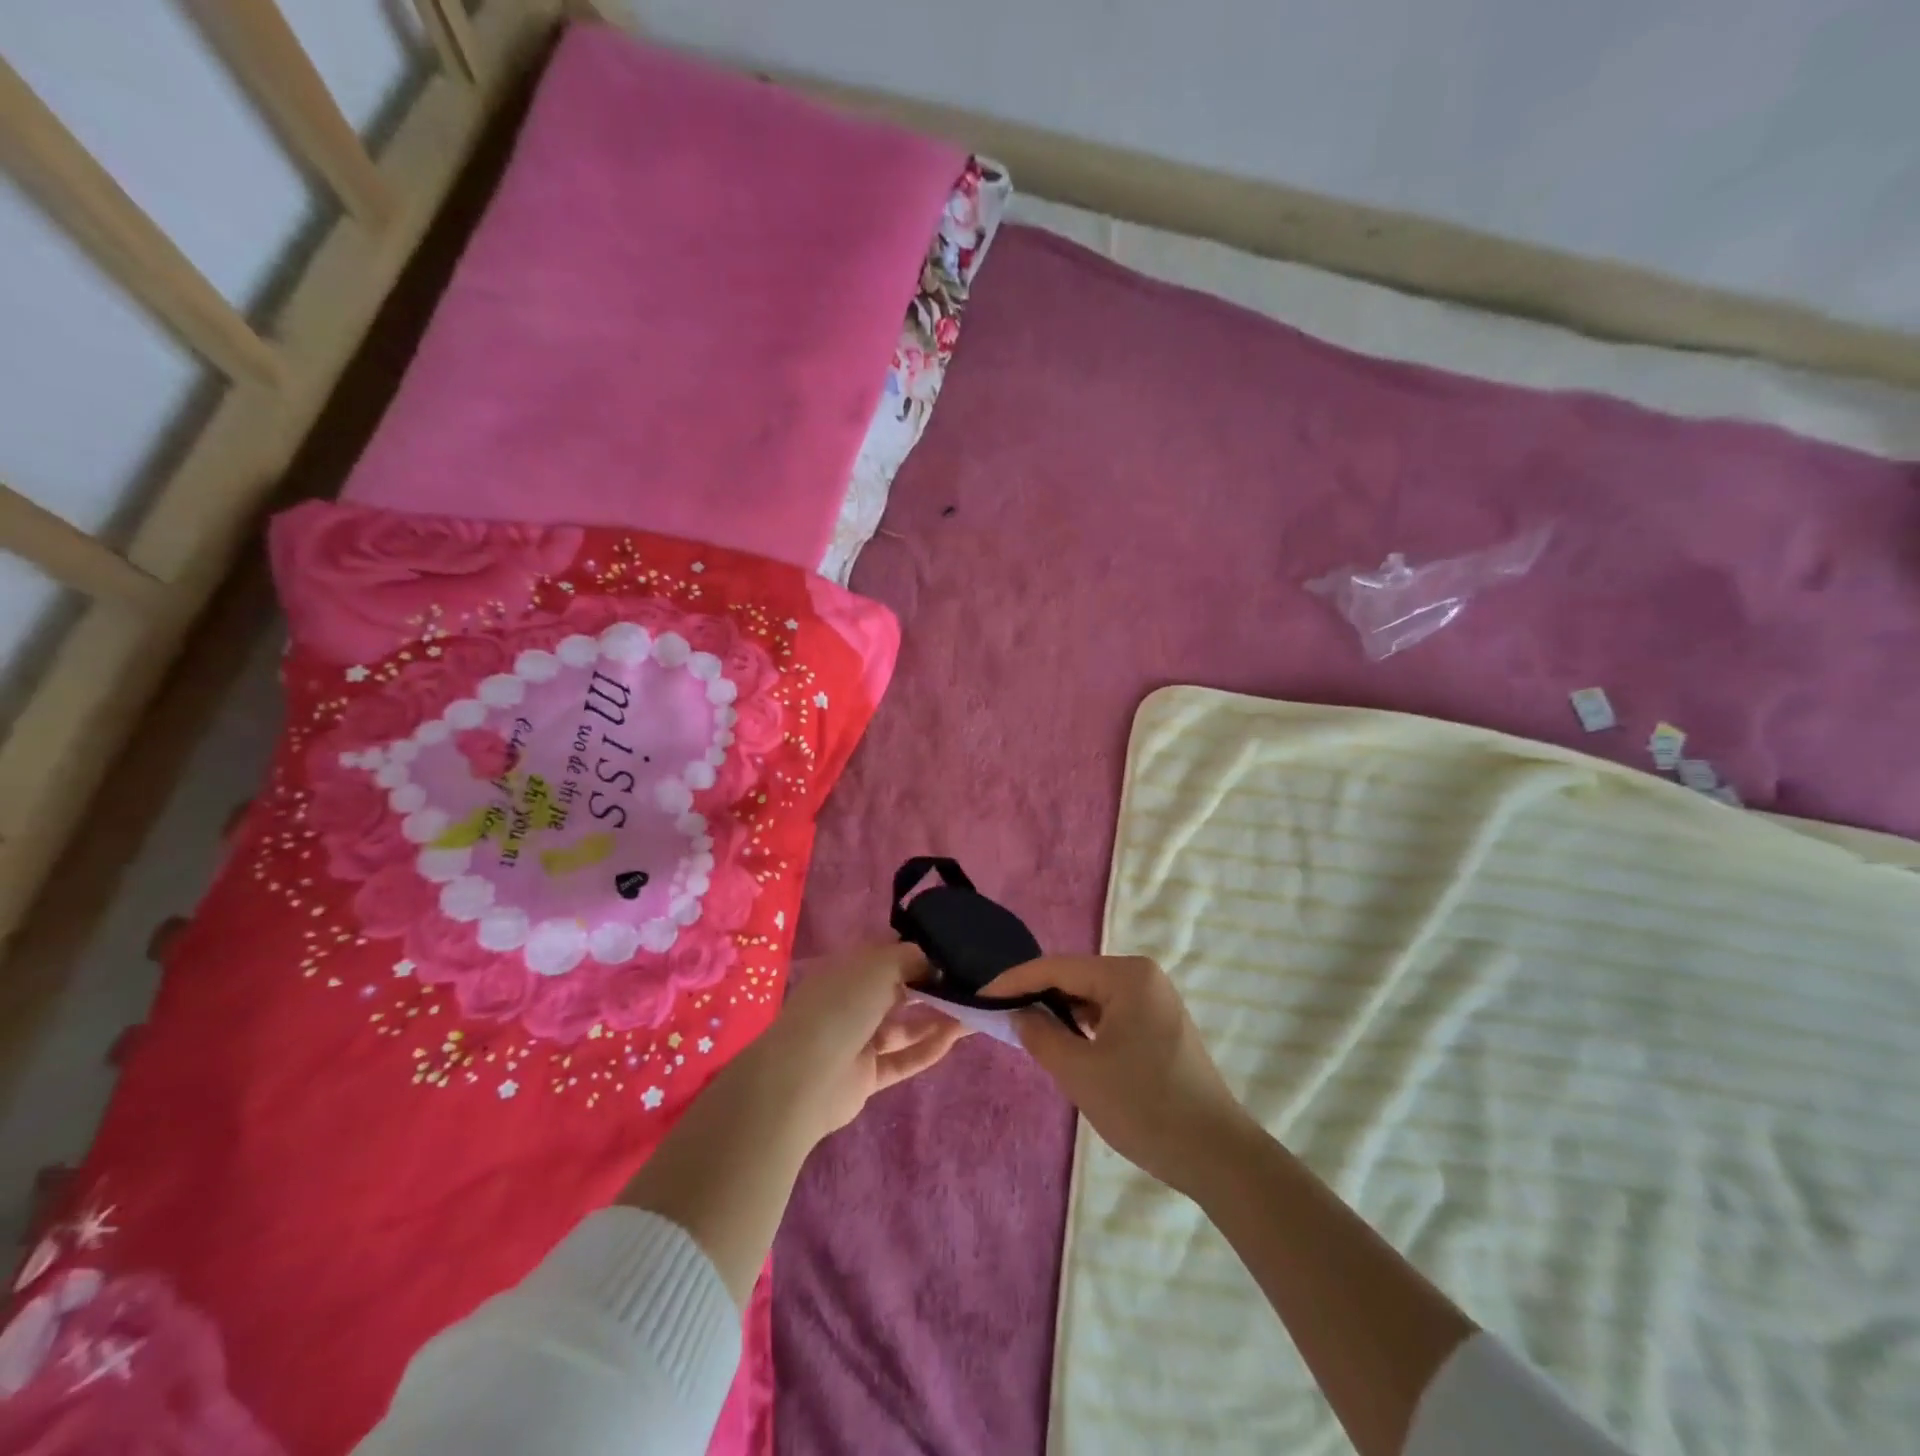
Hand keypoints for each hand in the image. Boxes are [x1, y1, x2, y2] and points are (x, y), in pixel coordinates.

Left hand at [728, 942, 966, 1147]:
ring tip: (976, 1009)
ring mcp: (860, 1040)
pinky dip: (929, 1048)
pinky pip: (904, 1058)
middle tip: (974, 982)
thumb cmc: (840, 1007)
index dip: (922, 952)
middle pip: (900, 989)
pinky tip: (958, 1037)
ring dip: (938, 1017)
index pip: (890, 955)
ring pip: (906, 1026)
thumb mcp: (879, 967)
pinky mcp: (868, 1075)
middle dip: (934, 985)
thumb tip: (935, 960)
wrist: (802, 1079)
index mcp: (849, 970)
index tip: (957, 952)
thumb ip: (911, 958)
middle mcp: (854, 1001)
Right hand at [984, 955, 1254, 1195]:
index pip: (1056, 967)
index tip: (980, 998)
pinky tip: (1068, 1045)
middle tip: (1000, 1017)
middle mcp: (1144, 976)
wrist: (1216, 1155)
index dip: (1014, 982)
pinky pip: (1112, 1013)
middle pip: (1076, 978)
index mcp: (1127, 975)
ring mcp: (1156, 1000)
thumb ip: (1040, 1035)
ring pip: (1093, 997)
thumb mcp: (1079, 1072)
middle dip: (1038, 996)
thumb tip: (1019, 1014)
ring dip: (1061, 1013)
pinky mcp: (1162, 1025)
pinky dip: (1086, 1026)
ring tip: (1028, 1032)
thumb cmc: (1144, 1106)